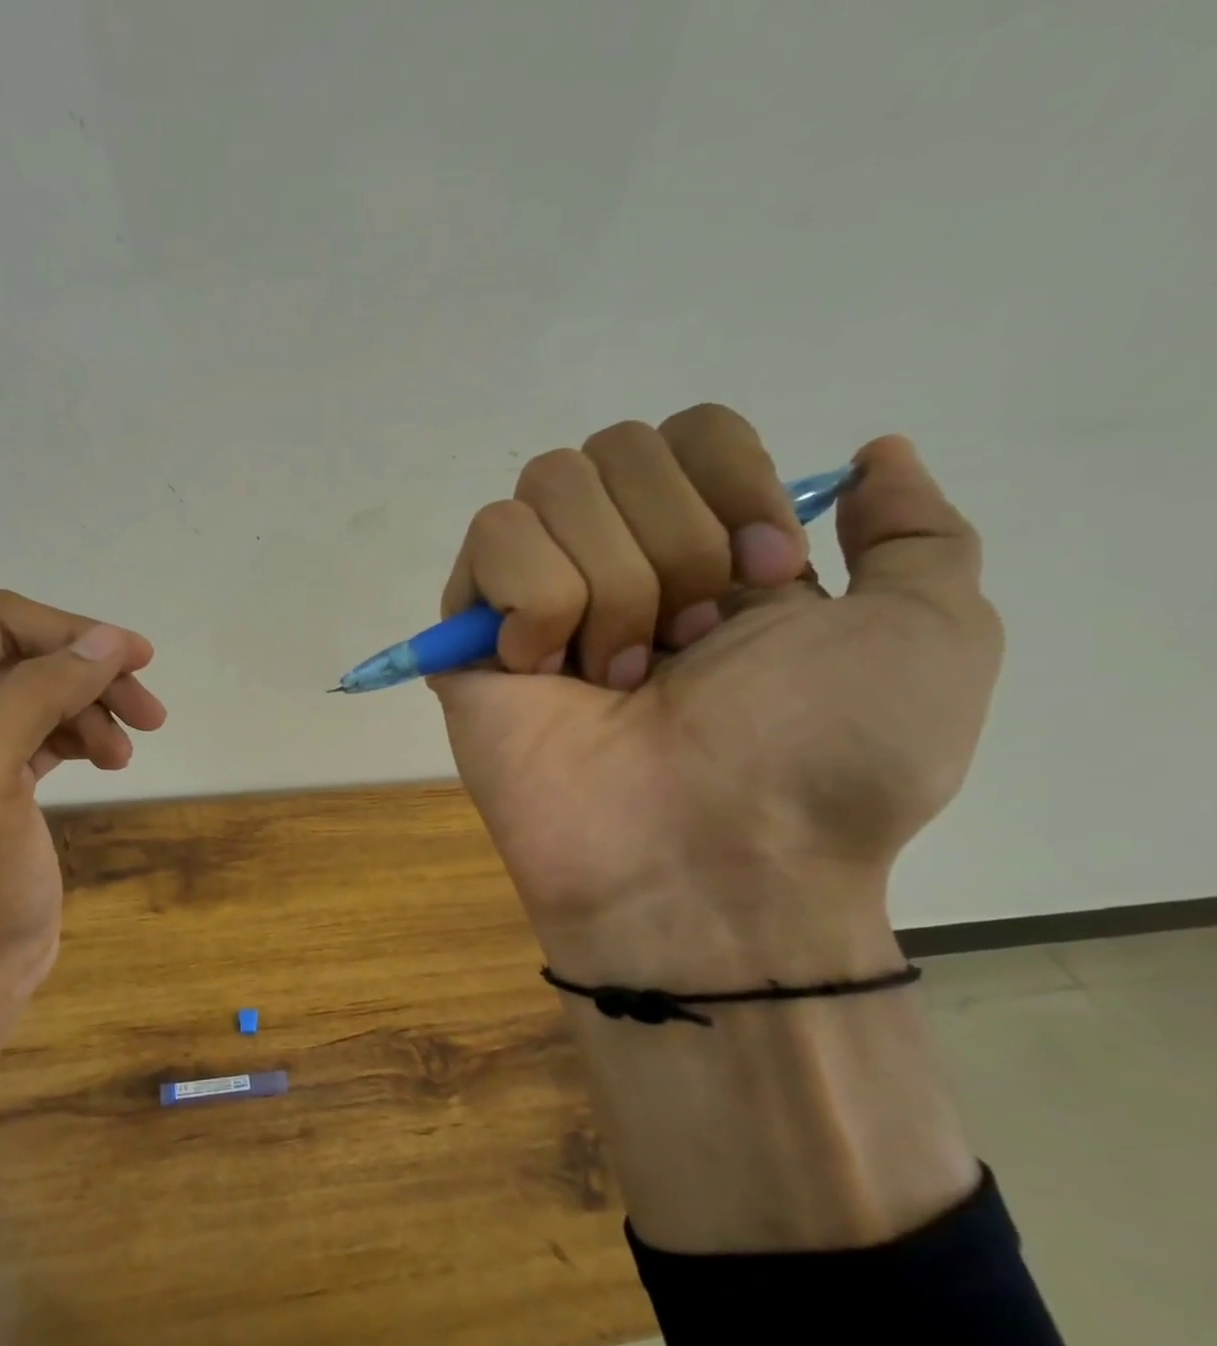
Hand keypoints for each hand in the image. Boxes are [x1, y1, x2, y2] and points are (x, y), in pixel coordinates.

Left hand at [0, 590, 165, 989]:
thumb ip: (40, 695)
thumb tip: (109, 640)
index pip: (0, 621)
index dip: (70, 632)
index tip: (135, 659)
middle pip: (32, 651)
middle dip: (92, 675)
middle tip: (150, 710)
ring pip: (52, 685)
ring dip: (98, 707)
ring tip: (126, 751)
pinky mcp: (6, 761)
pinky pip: (57, 721)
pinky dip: (90, 732)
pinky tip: (111, 759)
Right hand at [433, 406, 1002, 985]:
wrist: (704, 863)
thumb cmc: (820, 760)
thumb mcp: (930, 636)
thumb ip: (914, 532)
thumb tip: (871, 454)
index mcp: (712, 553)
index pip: (690, 430)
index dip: (730, 486)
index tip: (766, 580)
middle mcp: (618, 560)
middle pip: (615, 447)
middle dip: (672, 545)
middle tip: (686, 649)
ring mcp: (536, 597)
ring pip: (549, 486)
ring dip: (607, 585)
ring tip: (617, 679)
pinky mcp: (469, 631)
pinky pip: (491, 539)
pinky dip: (536, 602)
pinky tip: (547, 674)